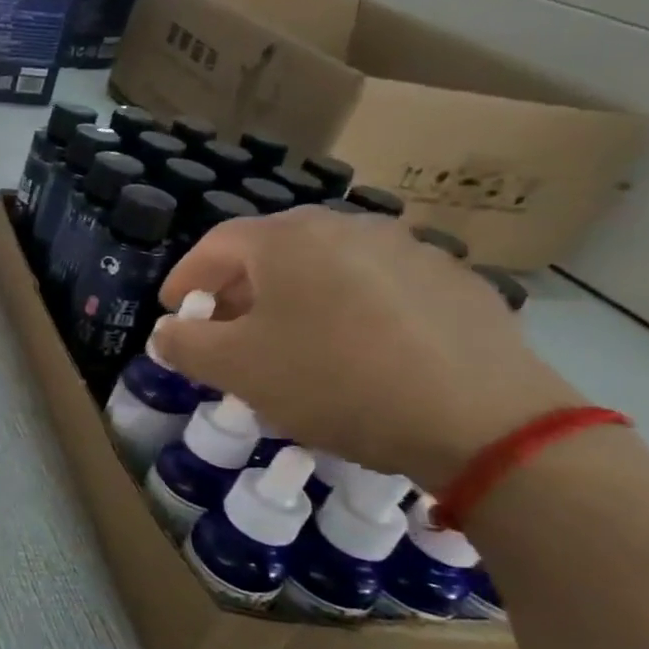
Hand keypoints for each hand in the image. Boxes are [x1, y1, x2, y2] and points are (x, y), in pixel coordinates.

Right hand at [155, 209, 580, 489]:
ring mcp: (408, 250)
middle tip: (225, 330)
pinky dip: (349, 310)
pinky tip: (356, 353)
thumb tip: (165, 332)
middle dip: (238, 290)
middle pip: (271, 252)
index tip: (172, 311)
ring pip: (326, 268)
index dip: (185, 278)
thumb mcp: (235, 369)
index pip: (215, 245)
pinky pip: (377, 288)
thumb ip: (184, 344)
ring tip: (290, 344)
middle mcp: (346, 227)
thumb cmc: (334, 380)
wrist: (483, 421)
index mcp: (288, 238)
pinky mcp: (455, 283)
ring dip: (293, 299)